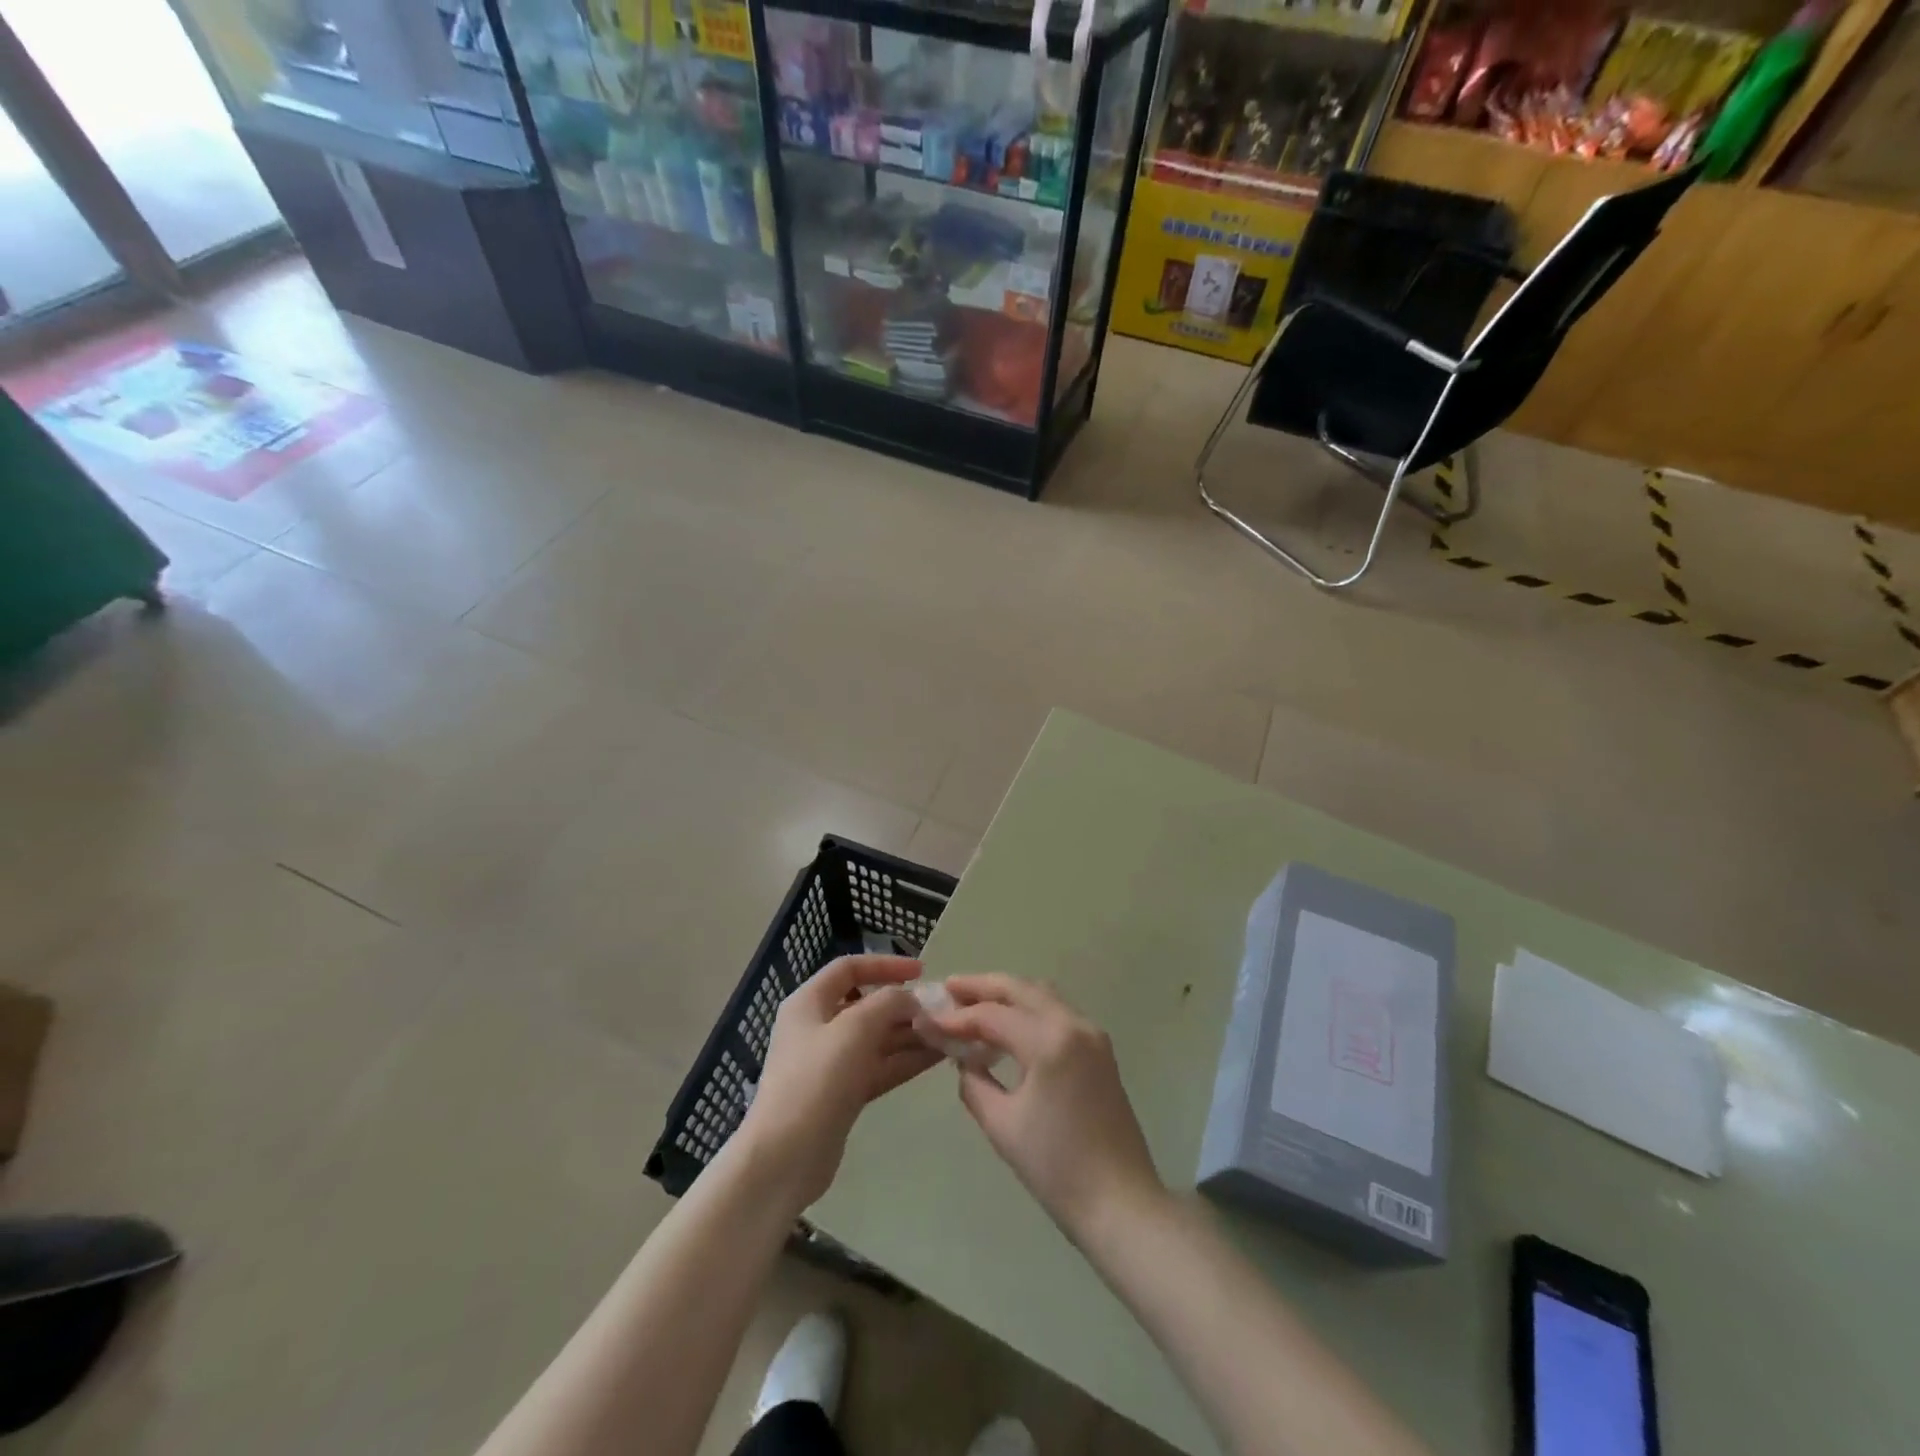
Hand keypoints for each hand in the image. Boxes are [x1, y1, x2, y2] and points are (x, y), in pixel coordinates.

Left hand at [737, 955, 941, 1211]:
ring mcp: (831, 1062)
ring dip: (911, 1034)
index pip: (849, 968)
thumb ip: (887, 1003)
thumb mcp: (854, 1029)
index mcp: (809, 1002)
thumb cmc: (815, 1080)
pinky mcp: (843, 1093)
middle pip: (867, 1004)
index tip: (921, 970)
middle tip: (941, 1009)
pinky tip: (937, 1057)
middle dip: (904, 1005)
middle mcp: (819, 1026)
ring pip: (877, 1038)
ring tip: (950, 1032)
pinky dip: (905, 1060)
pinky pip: (880, 1066)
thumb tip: (910, 999)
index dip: (885, 965)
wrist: (784, 1157)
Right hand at [928, 975, 1163, 1239]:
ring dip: (1006, 994)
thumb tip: (963, 1059)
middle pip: (1020, 989)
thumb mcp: (1002, 1125)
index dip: (956, 1018)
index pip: (993, 1015)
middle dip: (981, 986)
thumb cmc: (1057, 1168)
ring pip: (1041, 995)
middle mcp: (1074, 1024)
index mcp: (1050, 1041)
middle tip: (948, 989)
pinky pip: (1056, 1012)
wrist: (1121, 1204)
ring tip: (972, 1003)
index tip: (927, 1022)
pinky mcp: (1099, 1049)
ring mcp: (1091, 1034)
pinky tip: (1006, 1027)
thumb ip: (974, 1082)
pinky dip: (1028, 1010)